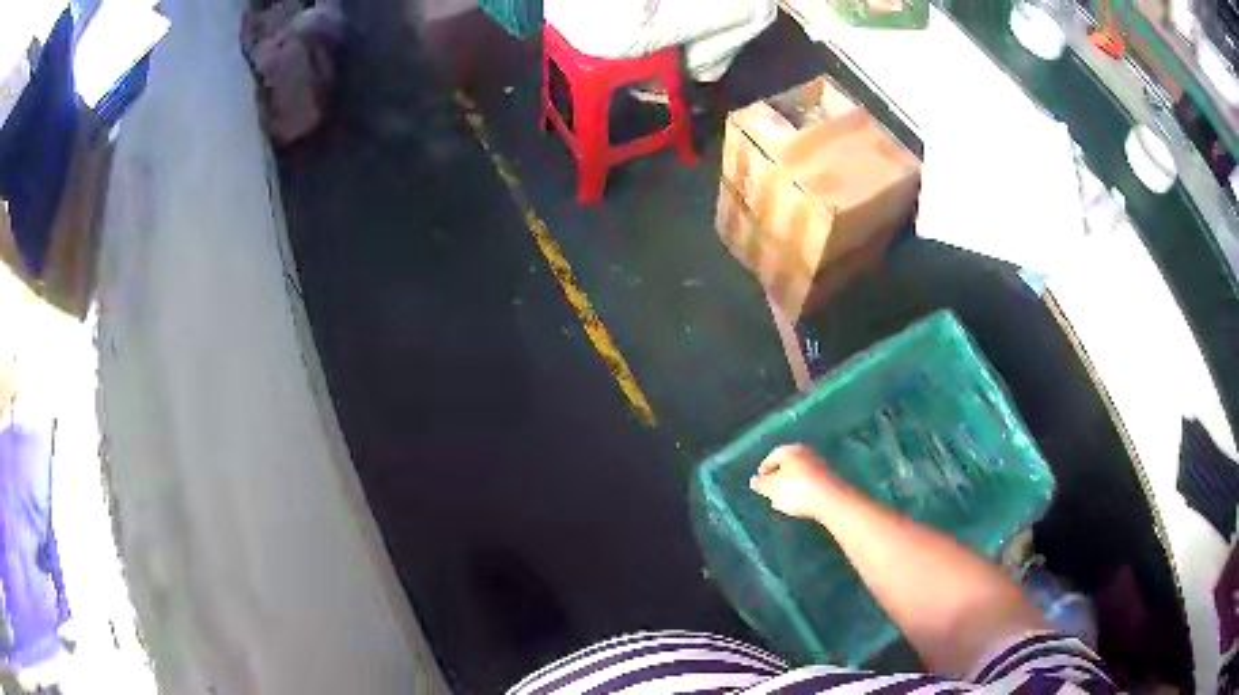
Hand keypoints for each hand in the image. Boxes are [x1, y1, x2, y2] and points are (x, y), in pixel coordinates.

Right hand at [749, 444, 840, 520]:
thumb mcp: (772, 488)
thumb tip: (755, 480)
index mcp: (791, 450)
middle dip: (779, 477)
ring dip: (791, 485)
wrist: (830, 499)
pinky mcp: (829, 479)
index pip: (773, 456)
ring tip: (783, 501)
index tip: (760, 481)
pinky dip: (803, 490)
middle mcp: (807, 453)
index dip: (765, 468)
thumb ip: (761, 484)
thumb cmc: (796, 490)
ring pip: (800, 474)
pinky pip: (811, 483)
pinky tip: (799, 503)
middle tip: (771, 491)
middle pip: (788, 464)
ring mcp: (820, 465)